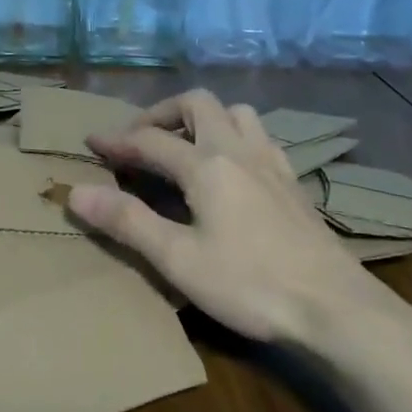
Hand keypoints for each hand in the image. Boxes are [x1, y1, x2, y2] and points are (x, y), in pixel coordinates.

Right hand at [67, 89, 393, 345]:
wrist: (335, 307)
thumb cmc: (250, 284)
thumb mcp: (178, 259)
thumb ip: (127, 221)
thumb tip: (75, 192)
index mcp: (207, 165)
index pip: (150, 139)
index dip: (117, 140)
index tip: (91, 143)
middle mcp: (239, 151)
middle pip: (198, 104)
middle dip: (162, 113)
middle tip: (139, 138)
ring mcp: (272, 163)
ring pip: (236, 113)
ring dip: (203, 118)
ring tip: (184, 145)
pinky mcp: (294, 182)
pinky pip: (259, 137)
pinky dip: (233, 137)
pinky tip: (231, 169)